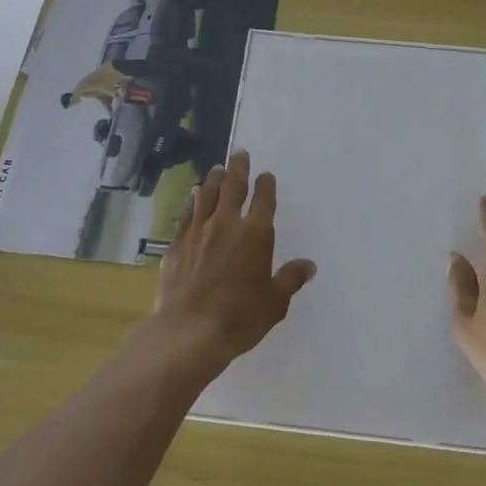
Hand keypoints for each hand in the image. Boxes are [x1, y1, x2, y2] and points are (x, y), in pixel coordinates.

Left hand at [153, 150, 315, 375]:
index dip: (266, 185)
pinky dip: (193, 202)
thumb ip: (290, 279)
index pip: (264, 200)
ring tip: (217, 169)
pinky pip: (187, 214)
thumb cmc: (239, 317)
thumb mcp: (275, 302)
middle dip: (238, 168)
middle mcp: (227, 224)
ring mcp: (198, 231)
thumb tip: (308, 265)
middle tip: (240, 153)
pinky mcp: (177, 244)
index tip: (266, 175)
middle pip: (233, 186)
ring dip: (214, 179)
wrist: (188, 331)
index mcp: (255, 234)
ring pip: (207, 195)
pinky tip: (193, 198)